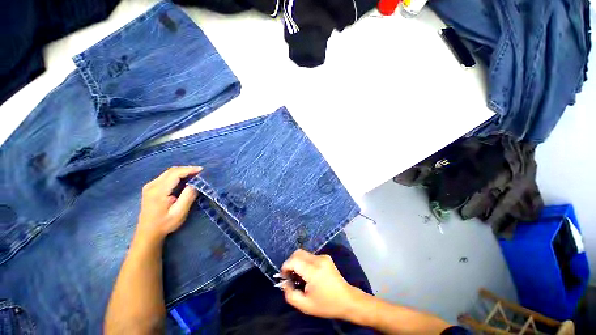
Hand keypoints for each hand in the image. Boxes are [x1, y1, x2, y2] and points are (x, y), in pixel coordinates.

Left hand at [135, 166, 201, 243]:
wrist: (148, 233)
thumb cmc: (165, 224)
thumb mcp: (179, 212)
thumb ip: (188, 196)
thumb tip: (196, 183)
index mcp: (158, 191)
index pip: (175, 173)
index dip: (189, 170)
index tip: (202, 170)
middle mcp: (152, 185)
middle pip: (171, 171)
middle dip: (187, 169)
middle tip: (200, 173)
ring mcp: (150, 186)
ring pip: (169, 173)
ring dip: (182, 172)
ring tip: (195, 176)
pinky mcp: (151, 188)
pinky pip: (166, 177)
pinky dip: (177, 176)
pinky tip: (184, 180)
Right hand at [281, 249, 362, 319]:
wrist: (347, 300)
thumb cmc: (326, 304)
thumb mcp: (305, 306)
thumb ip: (290, 295)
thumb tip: (284, 283)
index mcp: (313, 270)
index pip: (294, 260)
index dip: (285, 266)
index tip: (284, 276)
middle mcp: (318, 259)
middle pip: (298, 253)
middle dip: (291, 262)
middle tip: (290, 276)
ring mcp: (323, 257)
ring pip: (304, 254)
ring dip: (298, 262)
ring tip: (300, 277)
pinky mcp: (326, 257)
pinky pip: (310, 256)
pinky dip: (305, 263)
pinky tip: (309, 275)